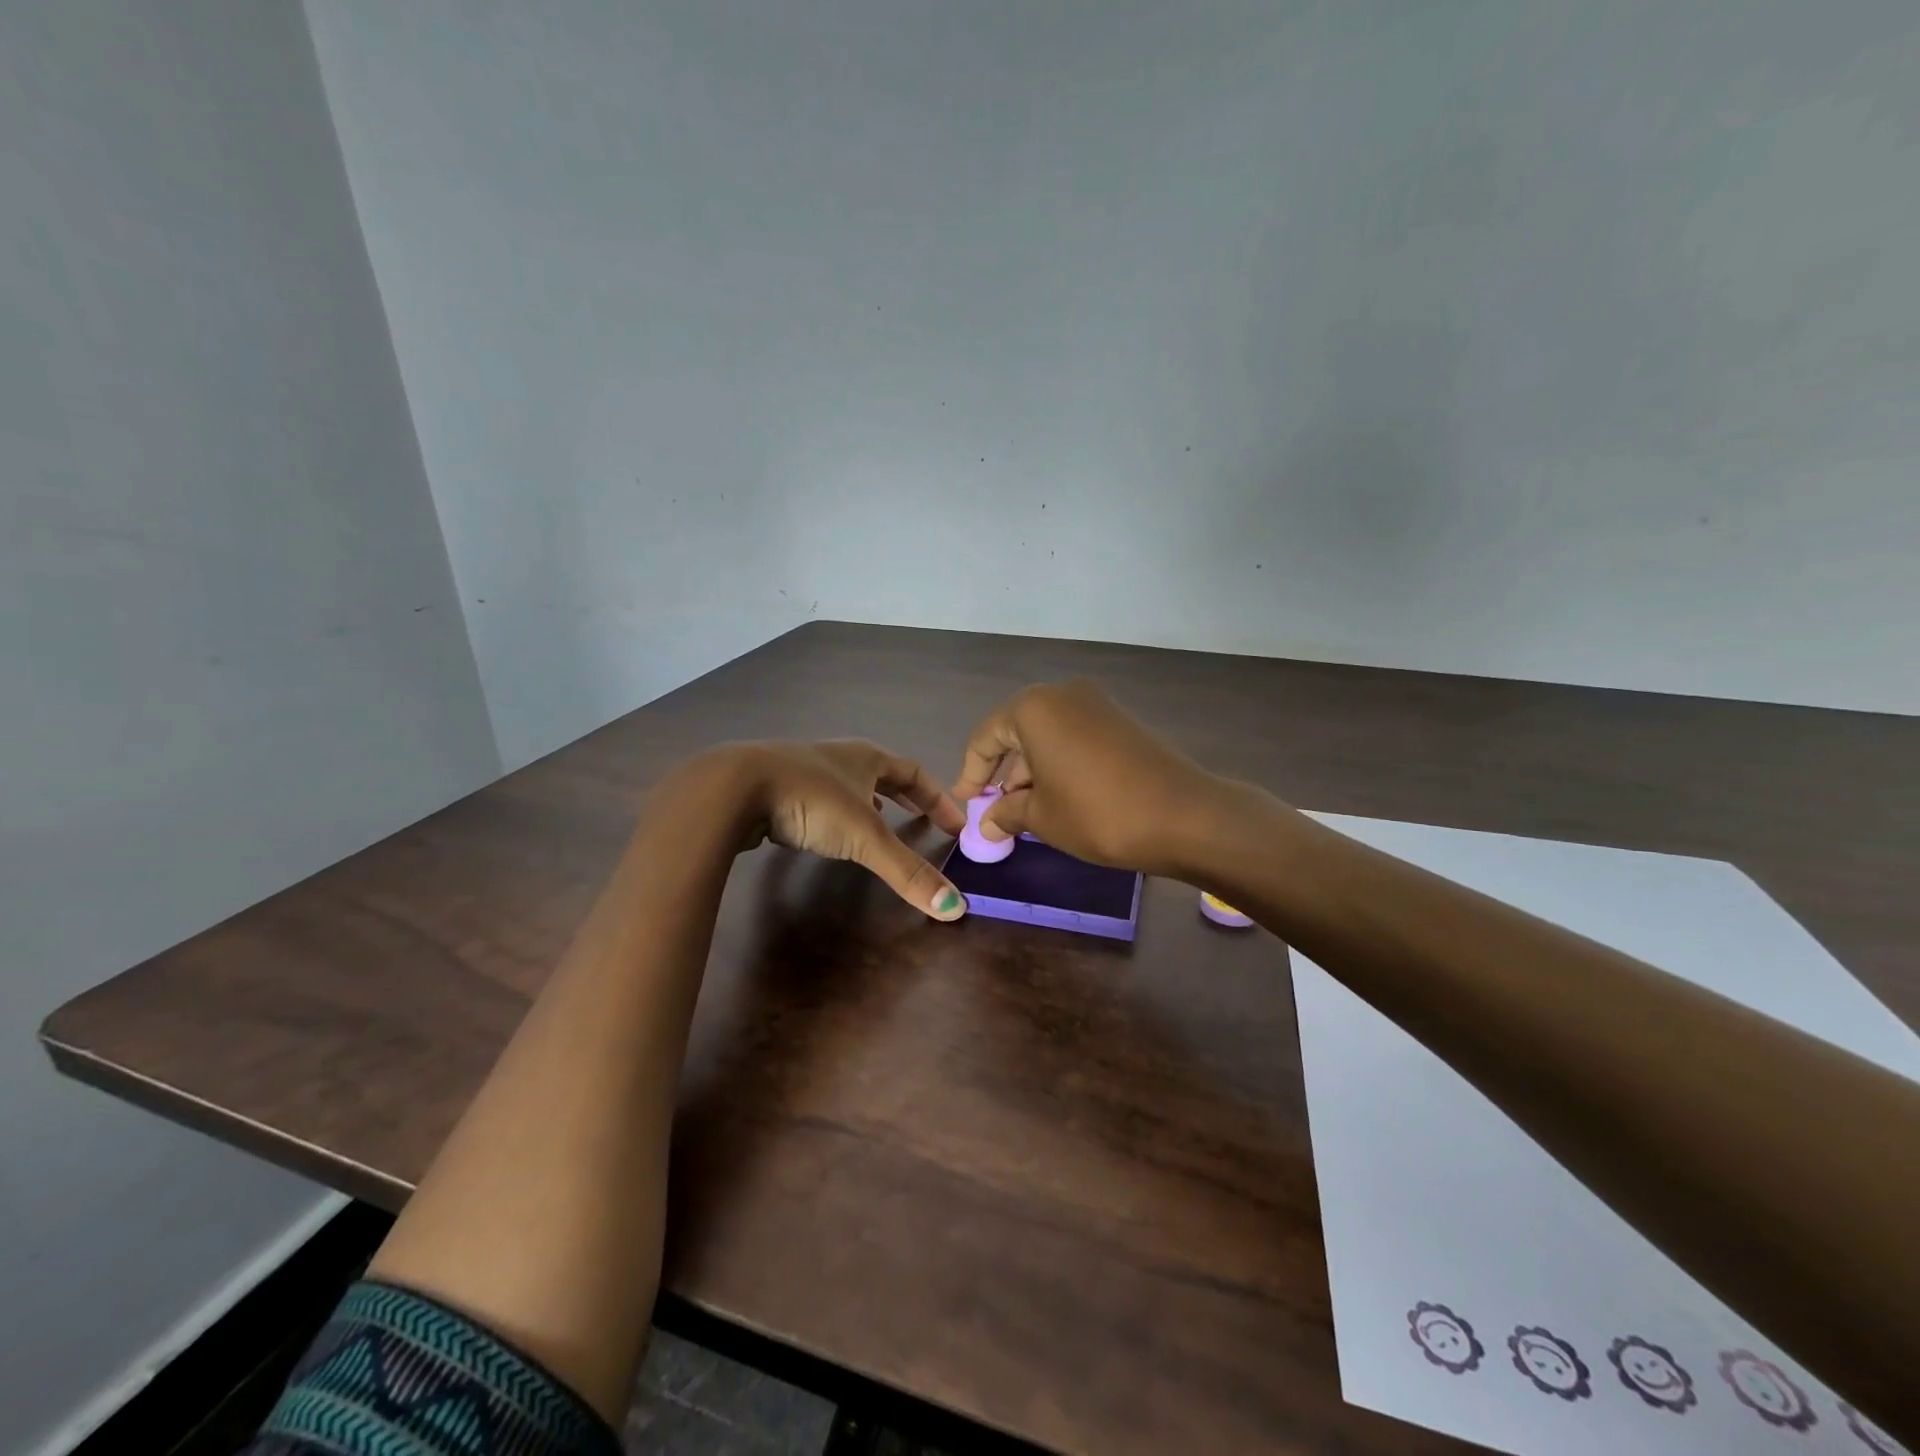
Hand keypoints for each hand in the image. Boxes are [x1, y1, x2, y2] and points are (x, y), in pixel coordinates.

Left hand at [733, 739, 970, 919]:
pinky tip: (830, 831)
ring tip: (883, 822)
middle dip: (908, 797)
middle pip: (884, 774)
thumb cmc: (811, 800)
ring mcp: (806, 769)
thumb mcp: (864, 837)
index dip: (938, 798)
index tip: (956, 823)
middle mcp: (840, 758)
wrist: (734, 787)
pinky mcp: (778, 787)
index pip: (915, 773)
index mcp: (867, 758)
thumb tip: (955, 909)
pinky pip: (821, 799)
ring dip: (871, 802)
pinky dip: (838, 813)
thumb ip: (907, 871)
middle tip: (927, 819)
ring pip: (850, 784)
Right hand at [950, 679, 1224, 878]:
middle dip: (1004, 774)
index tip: (966, 804)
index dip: (970, 774)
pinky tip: (1060, 799)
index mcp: (1033, 708)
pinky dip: (1059, 765)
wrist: (1184, 816)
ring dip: (1032, 773)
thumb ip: (1006, 813)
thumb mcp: (1042, 817)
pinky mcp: (1121, 722)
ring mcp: (1096, 705)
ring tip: (1027, 814)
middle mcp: (1062, 694)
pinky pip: (1074, 739)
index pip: (986, 738)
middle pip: (1017, 733)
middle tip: (996, 813)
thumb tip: (987, 823)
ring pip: (1047, 736)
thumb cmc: (1097, 813)